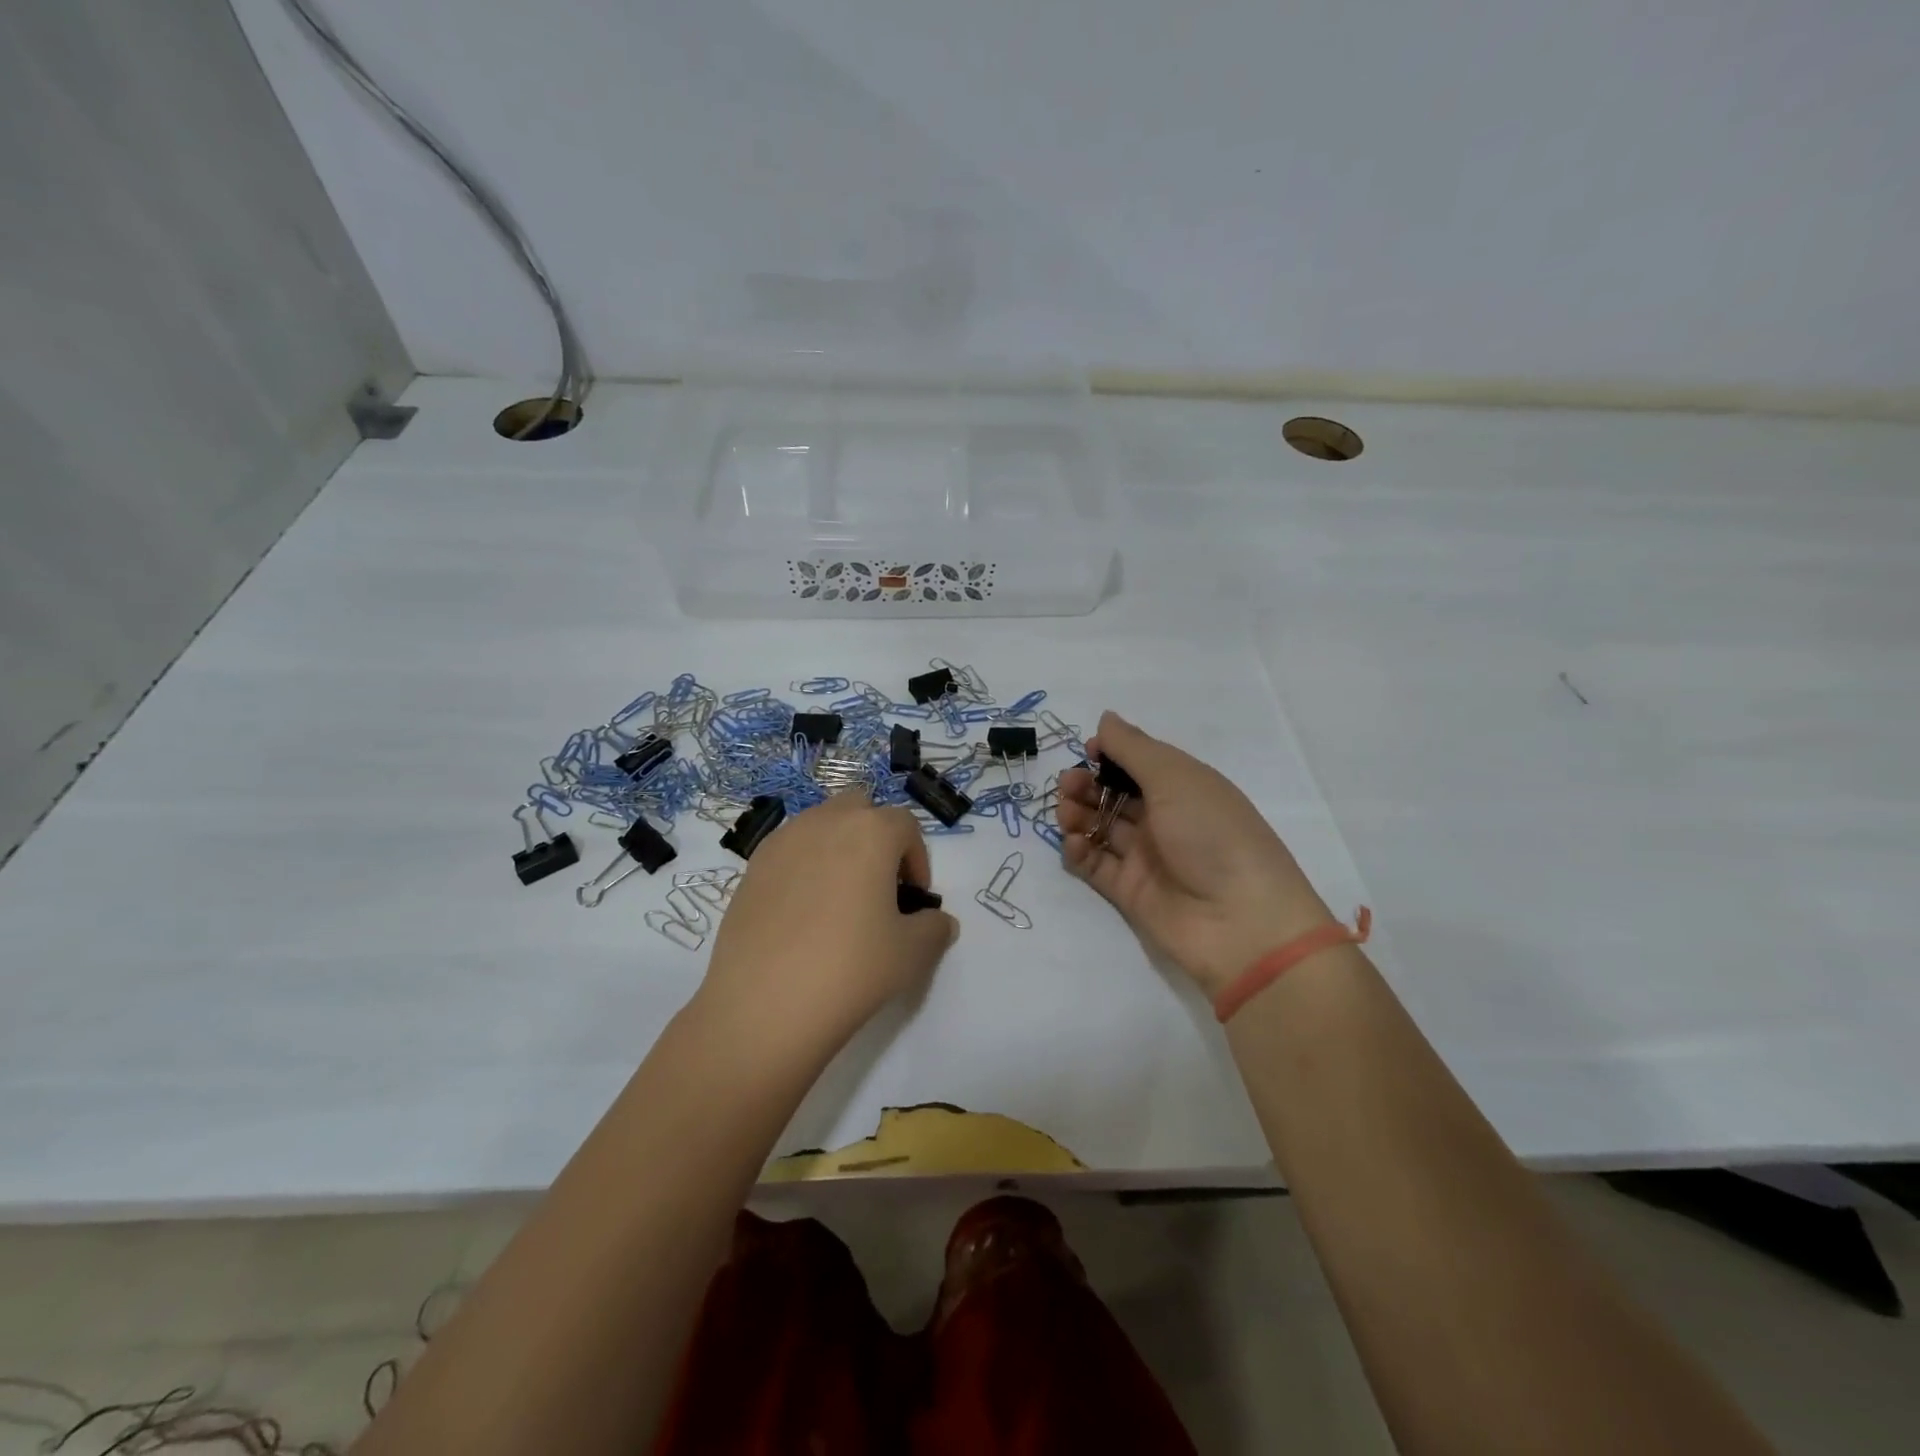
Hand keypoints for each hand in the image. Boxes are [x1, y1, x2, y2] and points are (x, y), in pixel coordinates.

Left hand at [698, 794, 959, 1059]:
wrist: (763, 1005)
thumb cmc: (850, 969)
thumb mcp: (912, 954)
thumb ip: (934, 927)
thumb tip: (937, 921)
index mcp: (871, 831)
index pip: (906, 825)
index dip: (917, 858)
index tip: (914, 899)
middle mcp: (826, 821)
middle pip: (860, 808)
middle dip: (875, 836)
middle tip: (879, 885)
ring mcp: (782, 840)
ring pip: (821, 824)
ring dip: (838, 847)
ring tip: (840, 900)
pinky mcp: (751, 866)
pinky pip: (789, 849)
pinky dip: (804, 866)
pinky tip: (803, 914)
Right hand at [1059, 712, 1333, 997]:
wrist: (1241, 923)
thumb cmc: (1213, 835)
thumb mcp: (1176, 778)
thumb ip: (1134, 748)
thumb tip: (1105, 719)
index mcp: (1183, 787)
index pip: (1138, 763)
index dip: (1110, 754)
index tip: (1087, 751)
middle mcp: (1164, 819)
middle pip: (1113, 794)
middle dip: (1086, 783)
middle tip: (1069, 785)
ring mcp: (1145, 857)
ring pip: (1099, 826)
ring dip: (1077, 813)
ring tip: (1067, 813)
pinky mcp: (1128, 891)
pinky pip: (1094, 864)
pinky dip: (1078, 850)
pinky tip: (1073, 843)